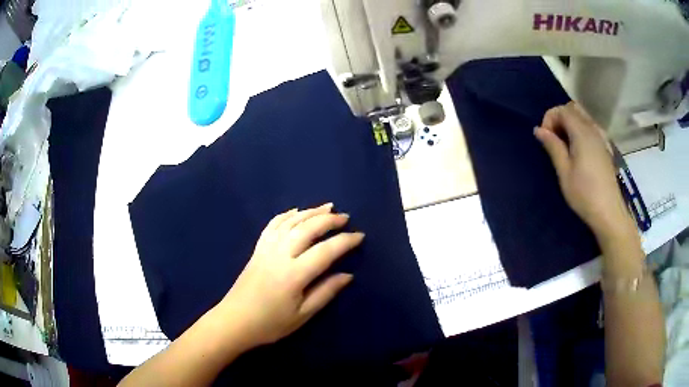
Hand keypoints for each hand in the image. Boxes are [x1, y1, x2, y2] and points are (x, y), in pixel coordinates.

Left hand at [216, 203, 363, 349]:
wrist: (235, 321)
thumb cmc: (271, 323)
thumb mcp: (302, 315)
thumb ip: (325, 292)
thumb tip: (347, 275)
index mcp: (294, 274)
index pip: (325, 251)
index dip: (345, 241)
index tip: (360, 236)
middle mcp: (280, 255)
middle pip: (307, 229)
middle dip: (328, 220)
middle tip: (345, 217)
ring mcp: (266, 249)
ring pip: (290, 222)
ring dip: (310, 212)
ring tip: (327, 207)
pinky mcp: (257, 249)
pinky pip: (272, 225)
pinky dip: (285, 215)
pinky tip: (295, 212)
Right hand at [534, 102, 634, 240]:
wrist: (609, 212)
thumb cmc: (584, 194)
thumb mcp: (564, 172)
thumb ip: (553, 147)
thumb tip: (539, 130)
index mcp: (582, 133)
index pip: (562, 110)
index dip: (549, 118)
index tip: (545, 138)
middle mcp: (593, 129)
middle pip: (573, 108)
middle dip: (559, 117)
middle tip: (554, 138)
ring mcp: (601, 137)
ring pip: (583, 116)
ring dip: (570, 123)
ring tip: (564, 145)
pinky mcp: (605, 147)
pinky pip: (590, 126)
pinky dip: (580, 129)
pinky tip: (578, 149)